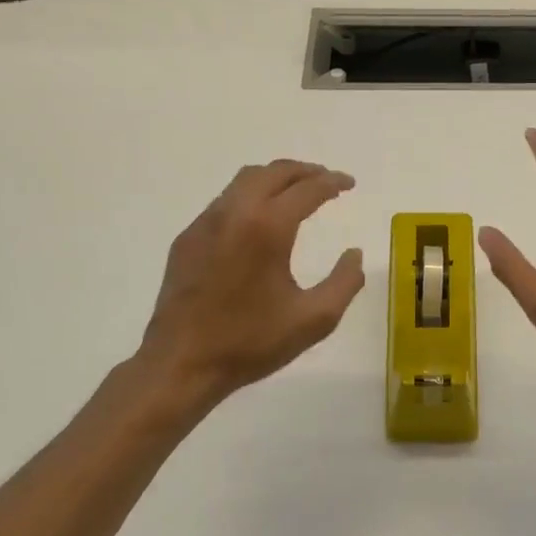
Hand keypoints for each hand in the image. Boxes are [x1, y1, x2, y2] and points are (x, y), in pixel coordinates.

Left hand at [133, 160, 365, 412]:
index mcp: (267, 228)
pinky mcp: (187, 239)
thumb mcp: (314, 320)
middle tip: (326, 180)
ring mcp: (205, 224)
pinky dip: (249, 197)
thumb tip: (354, 253)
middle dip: (304, 171)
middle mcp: (234, 213)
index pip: (306, 189)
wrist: (181, 364)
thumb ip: (345, 282)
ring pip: (244, 181)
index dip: (332, 182)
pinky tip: (258, 222)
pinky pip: (223, 202)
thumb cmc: (251, 342)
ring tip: (295, 193)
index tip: (349, 184)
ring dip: (275, 179)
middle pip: (272, 172)